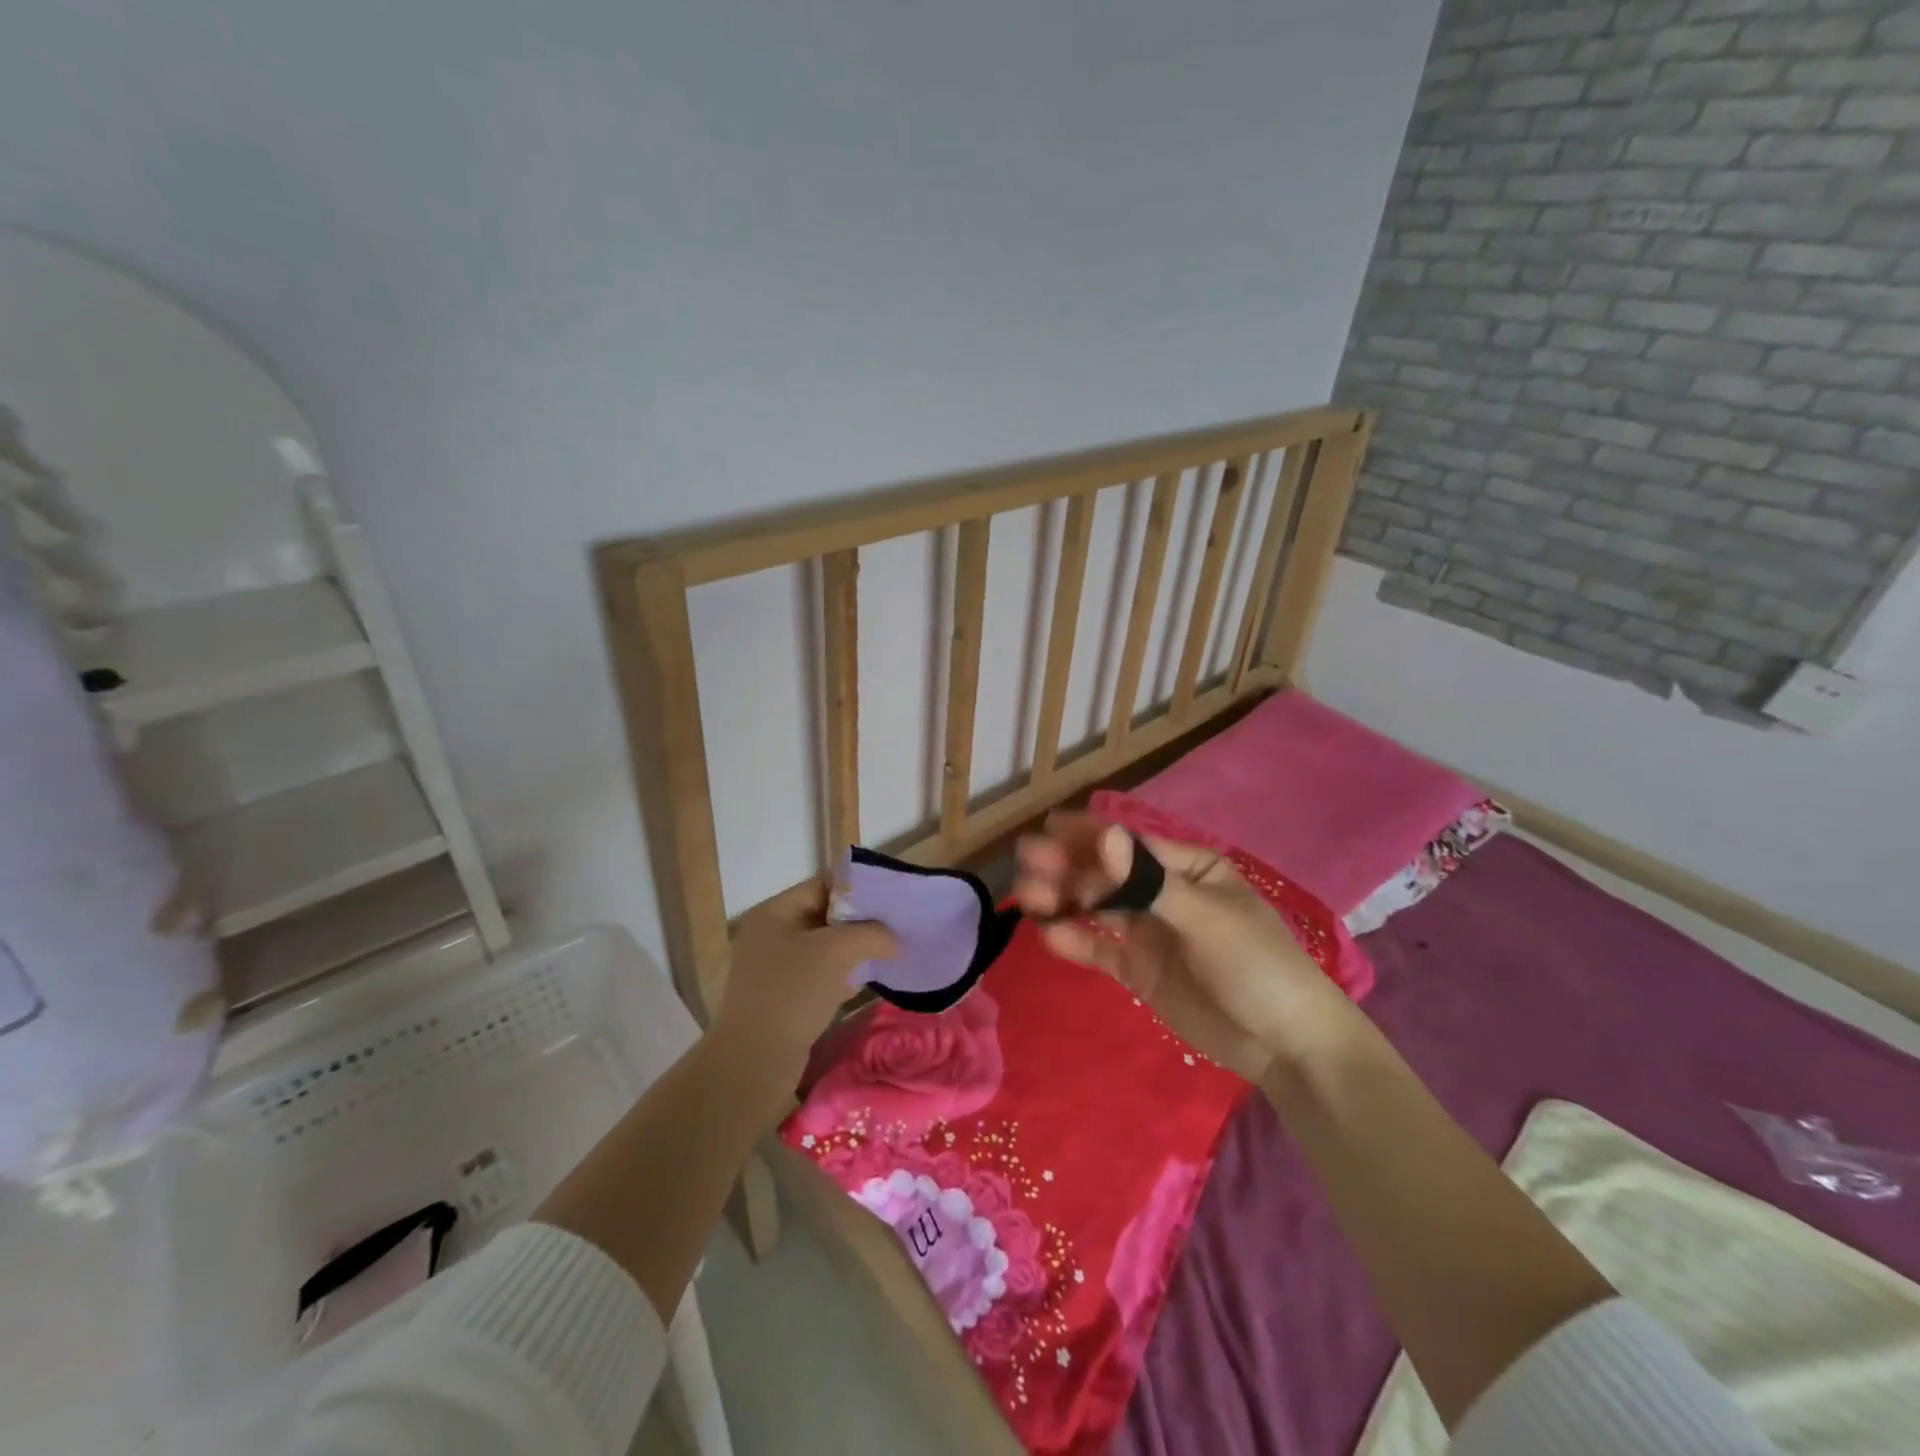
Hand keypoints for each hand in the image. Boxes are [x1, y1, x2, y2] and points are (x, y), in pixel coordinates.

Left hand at [713, 879, 898, 1100]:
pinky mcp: (780, 998)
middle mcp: (769, 935)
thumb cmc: (793, 991)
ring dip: (851, 952)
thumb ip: (871, 933)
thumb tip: (893, 939)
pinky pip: (816, 977)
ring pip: (822, 949)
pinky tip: (861, 985)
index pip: (821, 886)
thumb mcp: (838, 951)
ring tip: (883, 956)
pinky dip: (840, 977)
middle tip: (891, 930)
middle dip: (857, 924)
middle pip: (823, 917)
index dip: (855, 891)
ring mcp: (772, 969)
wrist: (755, 1061)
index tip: (887, 903)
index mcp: (773, 913)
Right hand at [1013, 814, 1352, 1080]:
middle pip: (1105, 873)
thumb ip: (1149, 882)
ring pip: (1095, 907)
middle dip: (1066, 866)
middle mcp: (1161, 892)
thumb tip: (1105, 834)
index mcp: (1187, 868)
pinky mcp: (1138, 970)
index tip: (1046, 830)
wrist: (1286, 1046)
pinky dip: (1075, 941)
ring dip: (1062, 900)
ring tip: (1025, 898)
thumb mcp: (1207, 919)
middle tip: (1025, 862)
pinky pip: (1100, 949)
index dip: (1088, 837)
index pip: (1129, 846)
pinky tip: (1051, 936)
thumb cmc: (1258, 965)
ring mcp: (1148, 932)